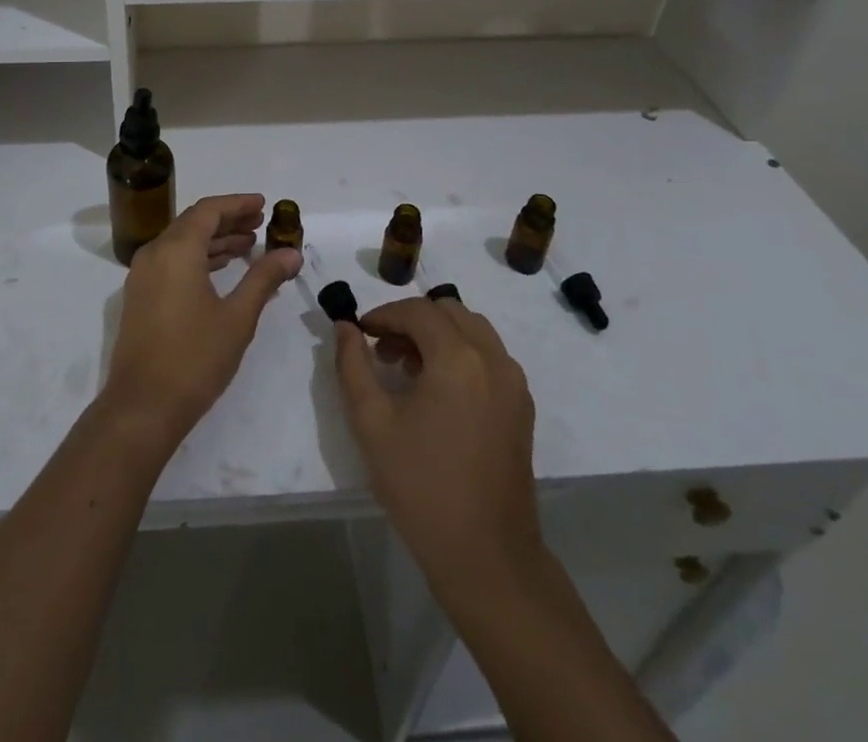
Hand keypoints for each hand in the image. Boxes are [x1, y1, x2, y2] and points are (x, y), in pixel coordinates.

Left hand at [102, 194, 302, 447]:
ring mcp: (143, 275)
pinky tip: (222, 269)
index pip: (209, 210)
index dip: (237, 204)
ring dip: (214, 240)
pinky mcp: (140, 296)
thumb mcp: (237, 316)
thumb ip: (264, 278)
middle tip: (261, 224)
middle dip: (228, 220)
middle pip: (194, 222)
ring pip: (182, 242)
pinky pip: (172, 261)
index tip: (263, 204)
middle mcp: (155, 253)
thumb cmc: (194, 358)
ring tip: (249, 245)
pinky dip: (198, 258)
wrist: (142, 407)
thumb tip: (292, 252)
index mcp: (176, 250)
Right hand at [334, 294, 546, 609]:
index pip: (417, 311)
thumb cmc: (421, 486)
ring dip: (438, 335)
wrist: (486, 556)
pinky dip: (462, 354)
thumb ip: (352, 365)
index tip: (360, 332)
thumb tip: (346, 327)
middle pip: (448, 312)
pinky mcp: (522, 407)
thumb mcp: (371, 423)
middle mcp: (493, 359)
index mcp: (458, 359)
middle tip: (383, 350)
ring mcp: (514, 383)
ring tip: (408, 369)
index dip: (384, 314)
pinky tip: (438, 391)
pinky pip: (490, 357)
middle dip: (412, 320)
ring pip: (473, 330)